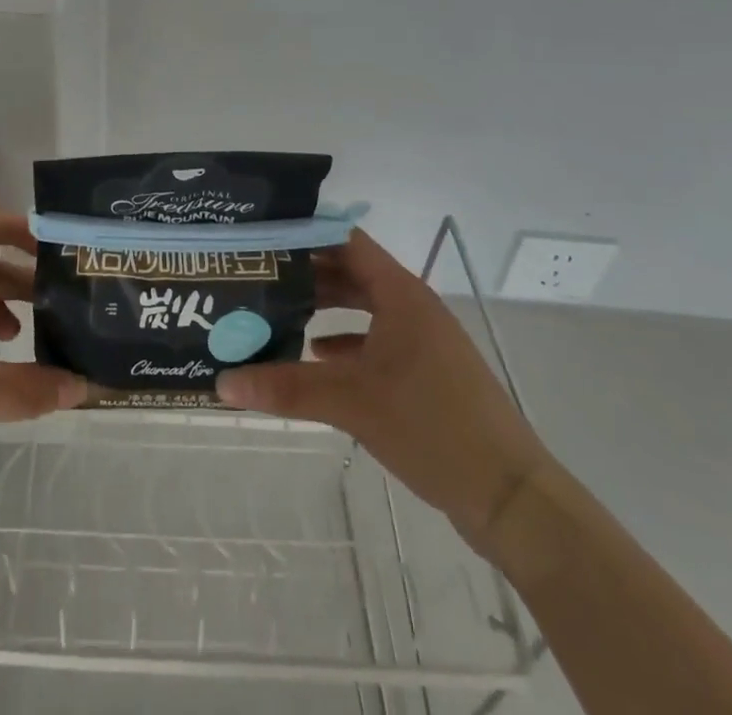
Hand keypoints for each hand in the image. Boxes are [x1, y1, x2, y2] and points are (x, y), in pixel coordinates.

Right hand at [215, 229, 551, 559]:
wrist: (510, 496)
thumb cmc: (431, 425)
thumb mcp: (351, 402)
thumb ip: (286, 388)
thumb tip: (221, 383)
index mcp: (401, 294)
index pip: (346, 241)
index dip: (306, 235)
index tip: (263, 237)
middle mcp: (412, 306)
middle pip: (352, 273)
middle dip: (307, 275)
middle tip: (258, 278)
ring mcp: (422, 340)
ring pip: (364, 309)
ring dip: (324, 310)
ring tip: (276, 315)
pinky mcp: (426, 373)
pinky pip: (377, 342)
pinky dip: (346, 344)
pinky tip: (316, 359)